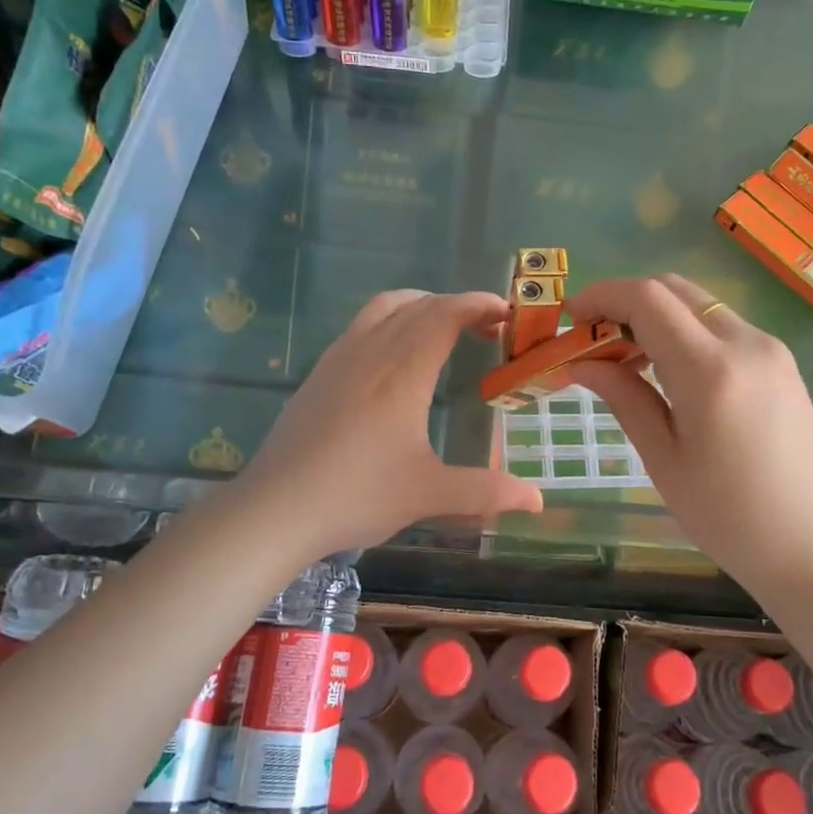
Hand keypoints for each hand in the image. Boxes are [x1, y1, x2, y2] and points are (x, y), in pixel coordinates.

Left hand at [236, 289, 544, 559]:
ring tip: (444, 329)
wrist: (275, 509)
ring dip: (422, 306)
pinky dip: (392, 320)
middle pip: (419, 305)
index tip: (507, 312)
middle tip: (487, 327)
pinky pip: (362, 325)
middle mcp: (371, 351)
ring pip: (385, 307)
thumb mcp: (428, 495)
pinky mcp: (319, 372)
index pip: (445, 314)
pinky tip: (395, 358)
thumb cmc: (356, 497)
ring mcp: (340, 358)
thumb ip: (486, 491)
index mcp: (402, 372)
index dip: (478, 304)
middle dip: (458, 305)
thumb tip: (537, 500)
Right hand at [566, 274, 812, 587]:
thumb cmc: (731, 518)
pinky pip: (721, 327)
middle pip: (673, 289)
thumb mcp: (664, 460)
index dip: (601, 296)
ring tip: (624, 358)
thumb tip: (582, 363)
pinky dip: (684, 331)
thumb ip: (624, 398)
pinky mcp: (781, 363)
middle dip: (625, 301)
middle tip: (593, 338)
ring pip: (698, 305)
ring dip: (655, 315)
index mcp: (710, 369)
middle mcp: (745, 343)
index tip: (570, 317)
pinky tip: (667, 370)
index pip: (647, 298)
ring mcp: (769, 350)